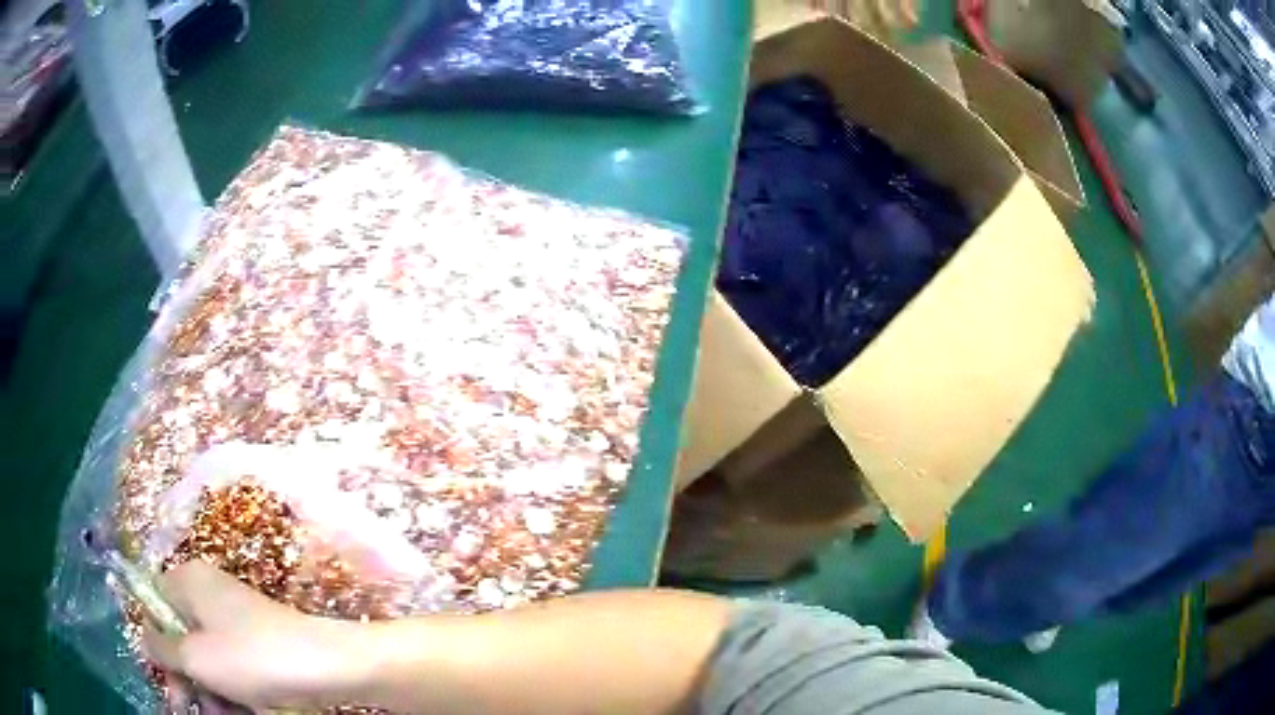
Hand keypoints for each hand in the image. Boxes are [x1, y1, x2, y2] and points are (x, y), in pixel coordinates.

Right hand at [144, 561, 366, 711]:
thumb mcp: (195, 656)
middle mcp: (208, 593)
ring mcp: (235, 619)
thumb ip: (162, 648)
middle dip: (184, 676)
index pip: (154, 603)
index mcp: (188, 581)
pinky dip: (233, 690)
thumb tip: (145, 639)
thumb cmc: (248, 657)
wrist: (324, 665)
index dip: (156, 641)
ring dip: (210, 690)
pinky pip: (233, 667)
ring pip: (208, 658)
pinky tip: (243, 712)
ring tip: (222, 713)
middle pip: (181, 636)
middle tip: (187, 707)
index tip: (164, 676)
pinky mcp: (258, 643)